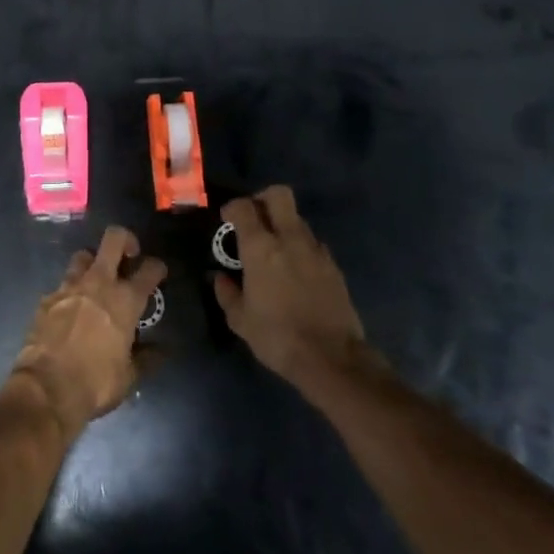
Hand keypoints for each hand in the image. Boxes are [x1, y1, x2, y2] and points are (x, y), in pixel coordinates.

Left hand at [12, 226, 166, 434]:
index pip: (149, 269)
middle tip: (128, 256)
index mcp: (125, 301)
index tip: (158, 273)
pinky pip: (62, 284)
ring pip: (83, 256)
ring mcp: (69, 287)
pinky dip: (70, 292)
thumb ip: (147, 357)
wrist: (46, 388)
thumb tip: (162, 350)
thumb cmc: (96, 383)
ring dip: (93, 263)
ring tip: (96, 281)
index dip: (157, 267)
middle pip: (114, 239)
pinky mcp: (47, 297)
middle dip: (125, 240)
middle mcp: (98, 283)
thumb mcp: (129, 376)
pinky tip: (70, 309)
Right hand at [212, 186, 366, 384]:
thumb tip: (220, 278)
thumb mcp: (240, 320)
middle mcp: (290, 239)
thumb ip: (227, 292)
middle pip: (279, 195)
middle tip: (253, 218)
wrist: (331, 358)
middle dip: (263, 199)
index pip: (244, 207)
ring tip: (274, 250)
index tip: (227, 219)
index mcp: (261, 248)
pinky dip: (300, 247)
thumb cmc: (277, 336)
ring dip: (283, 225)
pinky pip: (313, 243)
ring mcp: (316, 250)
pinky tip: (295, 270)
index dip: (232, 207)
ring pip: (298, 219)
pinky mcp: (334, 265)